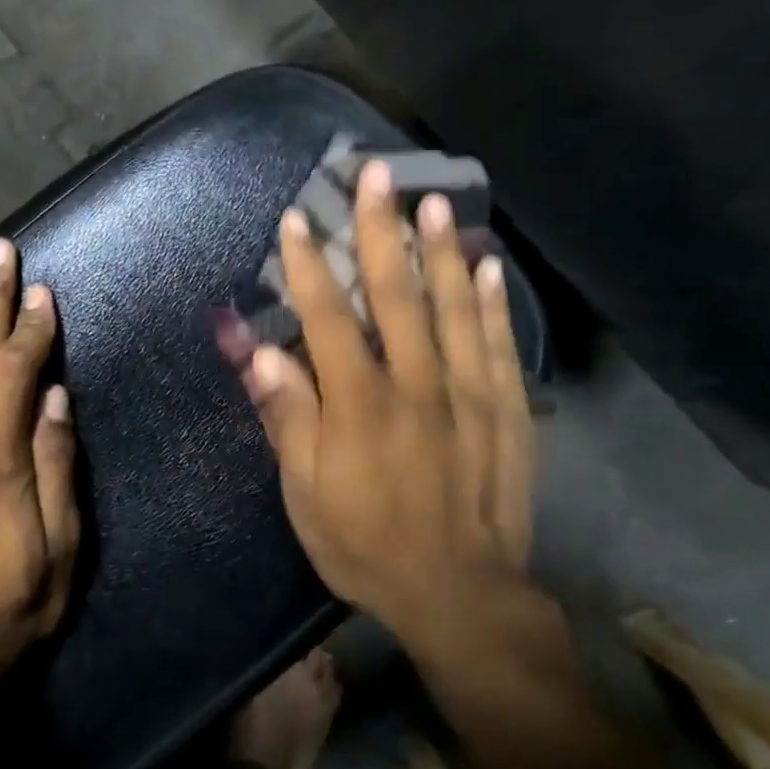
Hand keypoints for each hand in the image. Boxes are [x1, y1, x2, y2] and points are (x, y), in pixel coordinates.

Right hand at [241, 160, 535, 651]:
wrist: (460, 594)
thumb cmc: (366, 545)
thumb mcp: (307, 495)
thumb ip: (289, 418)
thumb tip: (262, 353)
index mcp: (360, 405)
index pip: (330, 319)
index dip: (310, 268)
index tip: (297, 220)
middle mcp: (417, 385)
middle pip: (396, 295)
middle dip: (381, 231)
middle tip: (378, 174)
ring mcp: (469, 395)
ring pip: (452, 308)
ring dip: (439, 250)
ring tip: (433, 202)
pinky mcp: (507, 413)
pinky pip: (497, 346)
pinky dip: (489, 303)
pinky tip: (485, 267)